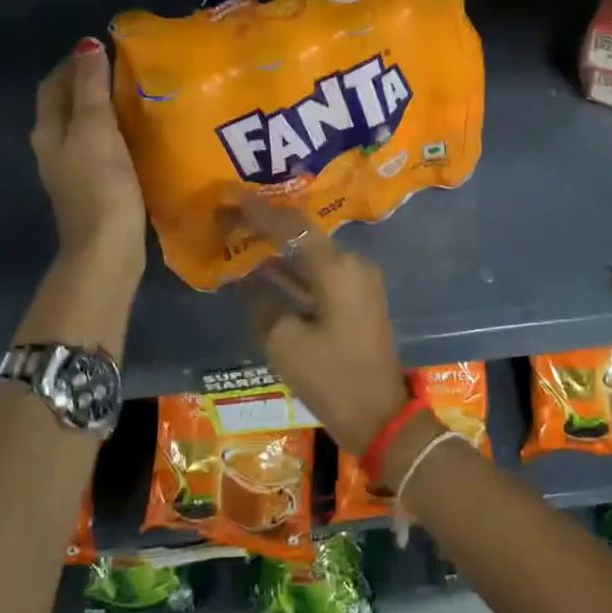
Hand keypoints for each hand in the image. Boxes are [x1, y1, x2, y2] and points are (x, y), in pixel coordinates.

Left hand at [31, 38, 146, 278]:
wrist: (106, 247)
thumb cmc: (100, 183)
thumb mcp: (95, 127)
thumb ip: (90, 86)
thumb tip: (87, 44)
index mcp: (48, 130)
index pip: (54, 84)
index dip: (74, 63)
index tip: (105, 48)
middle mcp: (54, 148)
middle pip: (66, 105)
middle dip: (88, 83)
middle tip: (125, 69)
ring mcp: (73, 171)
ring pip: (83, 127)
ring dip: (103, 109)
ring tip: (135, 96)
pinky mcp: (94, 188)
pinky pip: (100, 148)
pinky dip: (114, 133)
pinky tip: (137, 134)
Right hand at [232, 196, 410, 455]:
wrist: (381, 416)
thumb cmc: (333, 378)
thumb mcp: (285, 343)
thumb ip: (262, 303)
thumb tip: (250, 279)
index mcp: (337, 267)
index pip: (291, 227)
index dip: (258, 211)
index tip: (230, 195)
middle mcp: (352, 264)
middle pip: (303, 235)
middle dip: (267, 226)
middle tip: (231, 216)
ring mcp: (358, 282)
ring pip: (311, 255)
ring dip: (279, 249)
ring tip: (241, 237)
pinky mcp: (357, 300)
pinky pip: (319, 274)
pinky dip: (293, 271)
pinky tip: (265, 270)